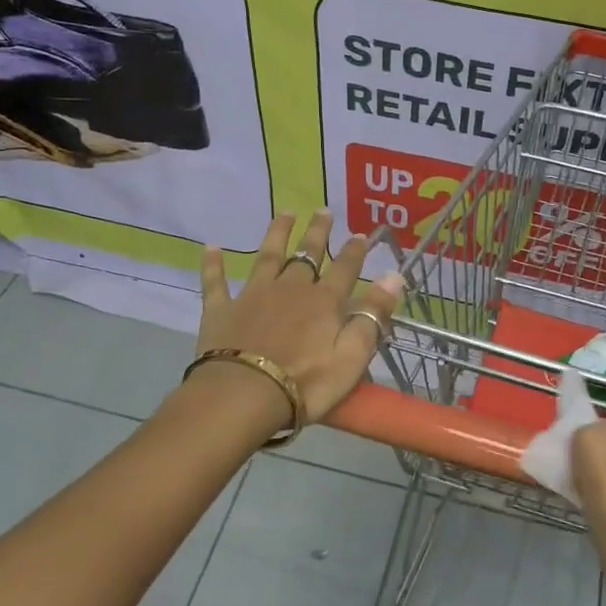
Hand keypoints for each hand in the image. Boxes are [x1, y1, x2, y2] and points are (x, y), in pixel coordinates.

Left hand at [196, 210, 403, 425]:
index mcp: (324, 302)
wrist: (243, 395)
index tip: (361, 233)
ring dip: (277, 234)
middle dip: (317, 233)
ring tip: (284, 213)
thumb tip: (394, 275)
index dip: (355, 252)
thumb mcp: (352, 355)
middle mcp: (290, 289)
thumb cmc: (306, 383)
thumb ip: (373, 315)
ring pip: (267, 257)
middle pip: (307, 255)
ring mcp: (253, 296)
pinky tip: (211, 247)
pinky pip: (216, 283)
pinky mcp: (222, 311)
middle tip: (323, 210)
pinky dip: (213, 265)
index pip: (345, 270)